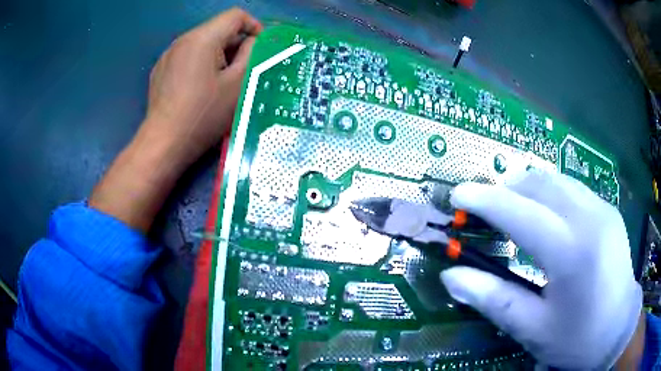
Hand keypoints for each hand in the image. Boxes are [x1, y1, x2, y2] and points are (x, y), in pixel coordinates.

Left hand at [90, 8, 261, 230]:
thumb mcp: (237, 84)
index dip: (254, 27)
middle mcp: (182, 40)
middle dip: (235, 45)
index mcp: (202, 38)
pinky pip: (186, 56)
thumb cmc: (203, 114)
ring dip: (218, 55)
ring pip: (202, 43)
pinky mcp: (160, 70)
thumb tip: (253, 42)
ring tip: (220, 83)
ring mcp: (168, 55)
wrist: (164, 143)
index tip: (260, 49)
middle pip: (217, 29)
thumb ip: (251, 55)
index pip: (235, 16)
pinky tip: (198, 89)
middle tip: (242, 72)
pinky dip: (199, 64)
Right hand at [440, 169, 642, 368]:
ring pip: (556, 180)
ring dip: (527, 188)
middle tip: (483, 207)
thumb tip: (451, 277)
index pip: (521, 213)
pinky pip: (572, 188)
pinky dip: (549, 193)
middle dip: (505, 188)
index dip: (485, 200)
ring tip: (510, 208)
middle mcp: (590, 219)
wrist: (619, 329)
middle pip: (539, 184)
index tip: (458, 194)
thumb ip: (494, 300)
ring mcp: (603, 209)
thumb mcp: (534, 329)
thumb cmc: (578, 339)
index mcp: (572, 253)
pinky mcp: (608, 210)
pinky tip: (544, 215)